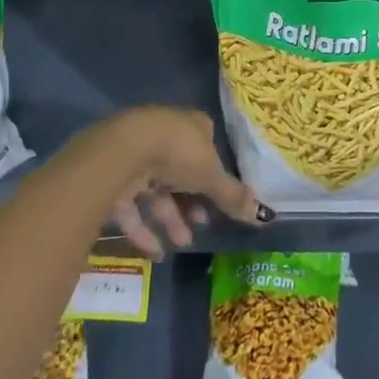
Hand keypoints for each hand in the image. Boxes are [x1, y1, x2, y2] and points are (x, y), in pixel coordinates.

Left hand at [94, 106, 272, 258]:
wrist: (122, 152)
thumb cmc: (177, 153)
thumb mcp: (211, 176)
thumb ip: (233, 196)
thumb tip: (264, 215)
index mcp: (191, 126)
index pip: (207, 145)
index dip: (214, 173)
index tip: (219, 199)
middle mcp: (164, 135)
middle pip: (182, 171)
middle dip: (192, 201)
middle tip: (202, 224)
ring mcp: (137, 155)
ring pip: (157, 190)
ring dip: (171, 219)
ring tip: (183, 244)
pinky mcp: (113, 177)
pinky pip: (132, 206)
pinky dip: (144, 230)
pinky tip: (156, 253)